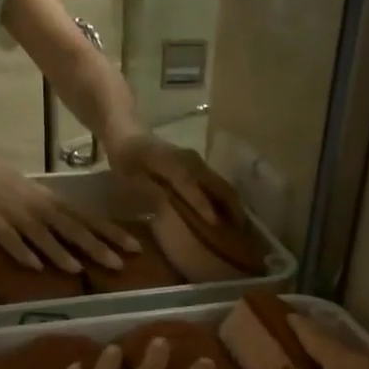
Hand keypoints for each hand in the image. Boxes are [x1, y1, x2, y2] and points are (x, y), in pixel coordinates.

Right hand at [0, 149, 139, 271]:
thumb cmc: (6, 182)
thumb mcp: (38, 196)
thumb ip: (59, 215)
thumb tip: (84, 234)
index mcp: (53, 201)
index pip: (89, 219)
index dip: (112, 233)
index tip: (135, 247)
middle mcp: (40, 208)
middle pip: (73, 229)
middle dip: (96, 247)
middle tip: (118, 264)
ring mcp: (17, 215)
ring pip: (43, 236)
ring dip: (60, 253)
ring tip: (79, 269)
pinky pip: (10, 240)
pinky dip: (23, 252)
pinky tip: (34, 267)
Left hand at [106, 133, 245, 227]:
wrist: (129, 134)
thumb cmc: (126, 161)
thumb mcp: (128, 178)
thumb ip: (145, 191)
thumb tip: (164, 208)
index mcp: (171, 162)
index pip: (189, 183)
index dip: (201, 203)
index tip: (215, 223)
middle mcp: (190, 160)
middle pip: (217, 184)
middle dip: (231, 208)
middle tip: (241, 234)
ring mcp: (198, 162)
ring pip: (221, 184)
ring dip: (232, 205)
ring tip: (241, 229)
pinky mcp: (200, 166)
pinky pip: (217, 184)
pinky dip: (226, 199)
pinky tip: (230, 216)